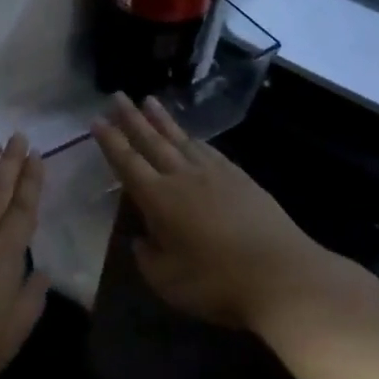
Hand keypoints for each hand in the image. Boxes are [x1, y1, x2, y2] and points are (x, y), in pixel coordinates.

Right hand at [93, 94, 325, 330]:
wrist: (282, 275)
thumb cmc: (217, 283)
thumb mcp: (167, 281)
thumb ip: (147, 256)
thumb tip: (140, 238)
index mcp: (159, 198)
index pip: (127, 162)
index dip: (110, 141)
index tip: (96, 119)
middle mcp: (183, 177)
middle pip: (151, 140)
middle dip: (131, 118)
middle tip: (117, 95)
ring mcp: (214, 174)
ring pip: (181, 139)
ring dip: (162, 120)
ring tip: (148, 100)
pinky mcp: (240, 178)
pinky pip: (208, 149)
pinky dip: (193, 138)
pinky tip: (191, 136)